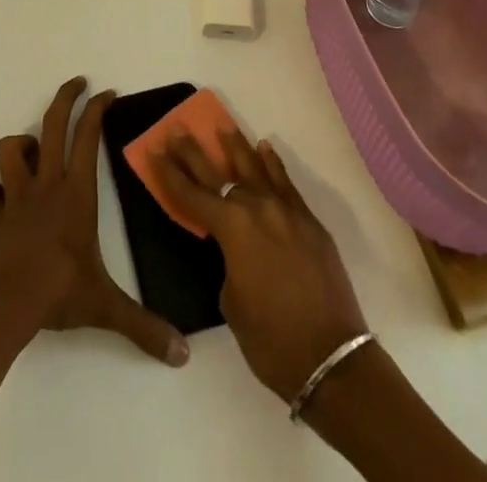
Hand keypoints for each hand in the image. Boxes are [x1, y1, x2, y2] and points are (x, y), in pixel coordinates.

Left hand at [0, 77, 188, 366]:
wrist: (6, 304)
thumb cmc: (59, 292)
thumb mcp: (107, 306)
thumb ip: (143, 326)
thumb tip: (182, 354)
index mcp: (76, 193)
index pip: (88, 137)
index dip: (97, 110)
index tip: (107, 93)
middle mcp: (46, 184)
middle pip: (51, 125)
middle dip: (65, 98)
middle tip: (77, 83)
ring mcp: (14, 195)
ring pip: (10, 148)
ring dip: (20, 145)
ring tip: (32, 152)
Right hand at [156, 128, 367, 400]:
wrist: (332, 359)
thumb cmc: (271, 340)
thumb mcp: (231, 301)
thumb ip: (229, 262)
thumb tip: (239, 250)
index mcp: (232, 229)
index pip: (191, 195)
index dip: (170, 174)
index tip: (155, 150)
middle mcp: (257, 208)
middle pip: (218, 173)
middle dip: (194, 152)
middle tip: (177, 130)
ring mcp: (286, 211)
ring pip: (255, 169)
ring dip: (236, 147)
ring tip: (222, 127)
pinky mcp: (310, 221)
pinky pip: (286, 184)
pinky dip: (273, 165)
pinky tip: (264, 149)